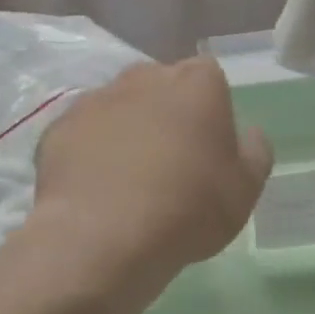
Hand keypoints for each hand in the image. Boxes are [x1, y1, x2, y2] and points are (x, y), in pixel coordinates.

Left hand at [16, 58, 272, 313]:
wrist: (100, 238)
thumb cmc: (187, 208)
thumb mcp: (245, 190)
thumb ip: (255, 152)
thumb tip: (249, 134)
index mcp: (196, 82)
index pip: (209, 78)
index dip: (210, 111)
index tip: (208, 148)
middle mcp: (144, 76)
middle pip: (161, 87)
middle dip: (166, 114)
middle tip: (170, 163)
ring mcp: (97, 98)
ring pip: (120, 107)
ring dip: (126, 130)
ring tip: (128, 181)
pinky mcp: (59, 126)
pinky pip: (84, 134)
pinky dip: (90, 152)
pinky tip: (95, 191)